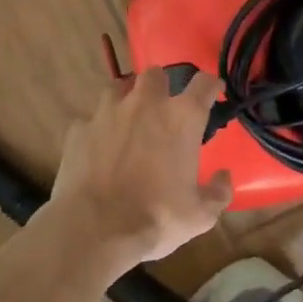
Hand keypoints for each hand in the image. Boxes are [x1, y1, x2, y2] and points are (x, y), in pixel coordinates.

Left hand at [47, 69, 232, 268]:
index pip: (204, 83)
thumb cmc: (157, 217)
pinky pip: (90, 120)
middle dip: (161, 86)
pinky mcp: (79, 129)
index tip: (213, 91)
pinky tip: (98, 149)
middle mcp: (145, 104)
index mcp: (181, 118)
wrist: (96, 227)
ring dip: (125, 98)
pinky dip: (97, 130)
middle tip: (163, 107)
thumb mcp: (201, 214)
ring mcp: (107, 113)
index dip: (211, 85)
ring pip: (117, 87)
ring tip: (127, 120)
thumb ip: (218, 192)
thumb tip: (224, 177)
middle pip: (155, 74)